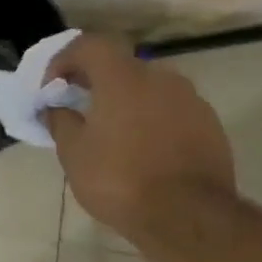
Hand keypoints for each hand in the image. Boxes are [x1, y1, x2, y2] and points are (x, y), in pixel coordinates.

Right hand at [43, 34, 236, 239]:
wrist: (188, 216)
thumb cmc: (119, 179)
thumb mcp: (74, 153)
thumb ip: (60, 121)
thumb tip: (55, 107)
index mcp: (123, 78)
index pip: (89, 45)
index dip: (64, 60)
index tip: (51, 87)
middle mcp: (160, 77)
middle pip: (120, 65)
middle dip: (95, 81)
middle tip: (78, 107)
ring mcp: (190, 100)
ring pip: (149, 88)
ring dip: (126, 101)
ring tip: (111, 132)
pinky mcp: (209, 124)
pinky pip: (171, 110)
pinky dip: (151, 119)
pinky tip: (142, 150)